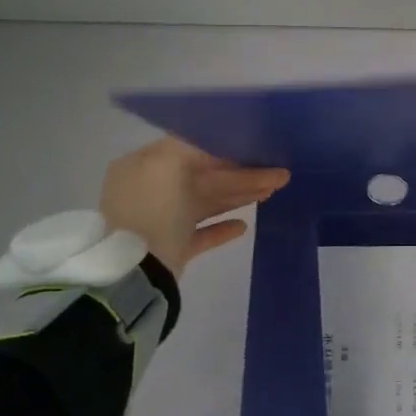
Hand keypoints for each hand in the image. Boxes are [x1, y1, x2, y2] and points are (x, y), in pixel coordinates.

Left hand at [99, 137, 289, 277]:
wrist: (138, 270)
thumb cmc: (154, 209)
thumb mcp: (170, 162)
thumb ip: (196, 146)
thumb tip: (219, 145)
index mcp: (142, 166)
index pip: (190, 151)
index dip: (226, 150)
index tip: (257, 151)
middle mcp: (149, 190)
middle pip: (203, 178)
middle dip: (241, 176)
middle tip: (278, 175)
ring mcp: (159, 222)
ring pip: (206, 203)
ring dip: (238, 197)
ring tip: (271, 193)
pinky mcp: (171, 250)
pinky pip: (201, 234)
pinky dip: (222, 228)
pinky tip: (244, 226)